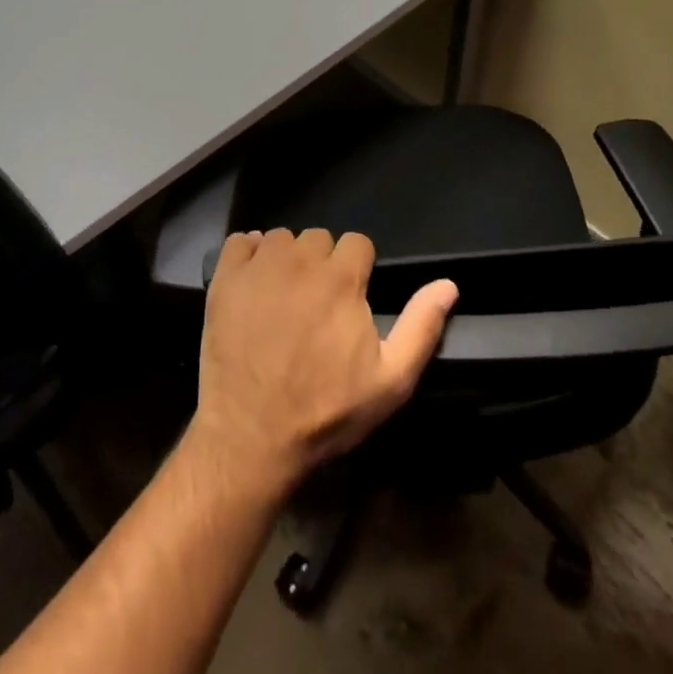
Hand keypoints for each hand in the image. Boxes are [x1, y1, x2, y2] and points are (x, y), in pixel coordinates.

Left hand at [190, 228, 457, 496]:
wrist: (253, 435)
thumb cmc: (327, 411)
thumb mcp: (390, 380)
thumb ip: (421, 326)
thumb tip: (449, 284)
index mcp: (341, 279)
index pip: (357, 242)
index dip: (358, 268)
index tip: (352, 296)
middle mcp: (299, 261)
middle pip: (318, 238)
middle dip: (323, 262)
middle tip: (317, 301)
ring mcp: (258, 268)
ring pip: (281, 239)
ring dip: (287, 259)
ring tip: (284, 295)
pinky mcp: (224, 279)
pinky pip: (239, 242)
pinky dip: (248, 254)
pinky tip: (253, 282)